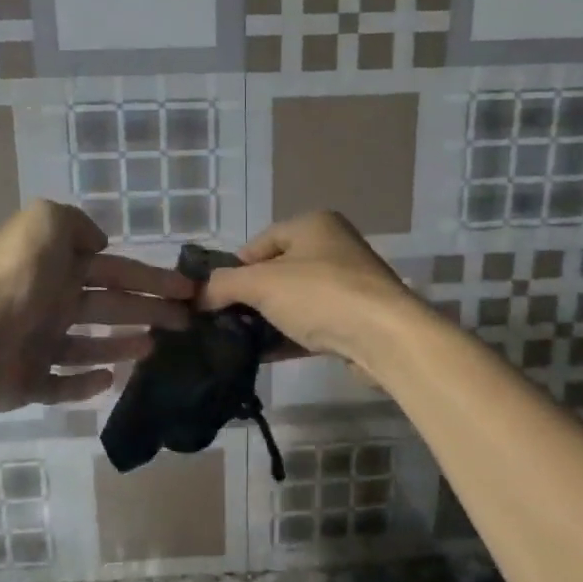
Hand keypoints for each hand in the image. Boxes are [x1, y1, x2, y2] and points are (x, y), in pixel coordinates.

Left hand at [0, 201, 193, 410]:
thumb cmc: (18, 279)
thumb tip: (97, 242)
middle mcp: (51, 303)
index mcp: (58, 267)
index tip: (188, 289)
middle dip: (149, 310)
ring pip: (89, 346)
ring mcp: (38, 345)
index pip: (116, 270)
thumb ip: (74, 223)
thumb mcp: (46, 223)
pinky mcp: (29, 383)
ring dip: (122, 345)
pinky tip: (111, 379)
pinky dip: (86, 383)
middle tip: (186, 321)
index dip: (152, 278)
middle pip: (110, 307)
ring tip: (154, 346)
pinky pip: (63, 385)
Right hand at [198, 211, 417, 365]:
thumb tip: (198, 295)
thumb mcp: (261, 283)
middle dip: (250, 297)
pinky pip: (311, 324)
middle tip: (224, 320)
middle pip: (277, 271)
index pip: (260, 242)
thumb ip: (224, 285)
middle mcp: (333, 248)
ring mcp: (347, 285)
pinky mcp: (355, 319)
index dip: (235, 267)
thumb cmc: (320, 294)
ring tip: (239, 342)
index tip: (215, 295)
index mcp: (313, 225)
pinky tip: (264, 356)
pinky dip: (288, 337)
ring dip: (268, 320)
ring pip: (294, 300)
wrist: (384, 337)